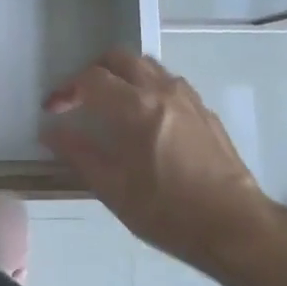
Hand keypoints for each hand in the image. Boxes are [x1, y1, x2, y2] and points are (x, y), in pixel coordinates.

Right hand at [42, 51, 275, 277]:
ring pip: (147, 65)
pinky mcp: (205, 111)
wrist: (236, 227)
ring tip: (112, 105)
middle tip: (80, 98)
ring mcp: (188, 98)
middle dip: (94, 71)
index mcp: (136, 107)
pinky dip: (148, 87)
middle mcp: (161, 91)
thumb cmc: (168, 212)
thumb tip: (51, 130)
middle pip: (120, 58)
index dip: (66, 89)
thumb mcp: (114, 190)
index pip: (91, 79)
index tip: (53, 109)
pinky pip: (169, 82)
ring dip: (123, 75)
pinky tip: (147, 119)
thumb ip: (79, 153)